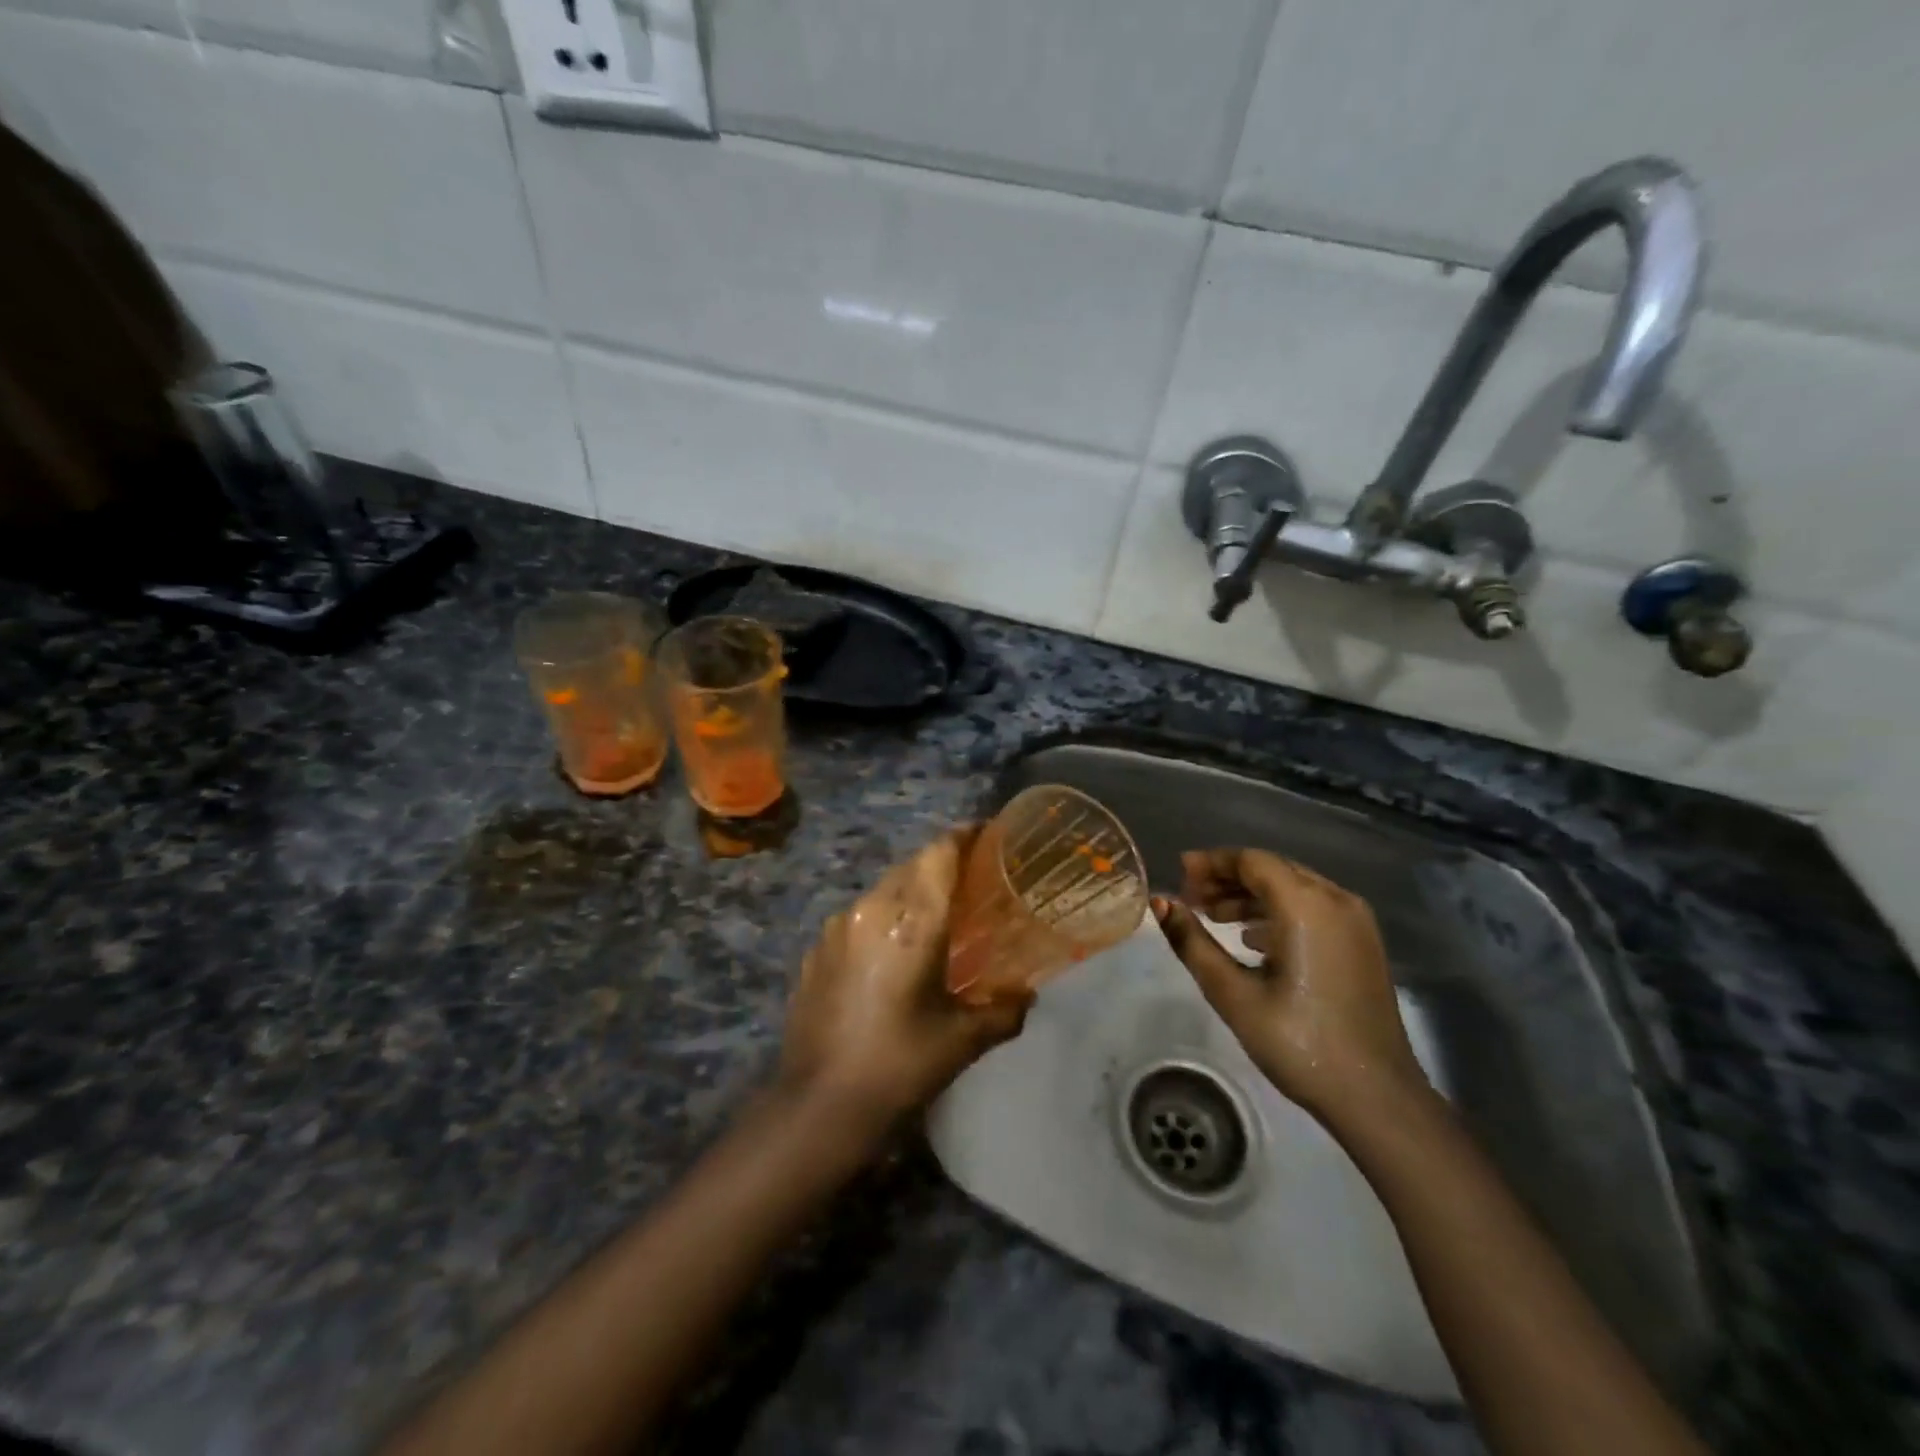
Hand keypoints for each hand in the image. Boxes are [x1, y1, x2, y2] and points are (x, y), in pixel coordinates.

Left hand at [779, 828, 1031, 1128]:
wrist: (818, 1106)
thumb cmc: (899, 1066)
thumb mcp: (961, 1041)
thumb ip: (1002, 1011)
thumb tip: (1027, 997)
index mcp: (912, 921)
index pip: (939, 854)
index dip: (963, 836)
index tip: (985, 834)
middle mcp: (871, 909)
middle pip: (911, 867)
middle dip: (940, 865)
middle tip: (969, 884)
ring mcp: (837, 928)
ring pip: (882, 890)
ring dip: (909, 894)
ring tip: (931, 921)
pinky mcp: (816, 950)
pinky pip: (857, 918)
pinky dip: (880, 921)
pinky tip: (889, 955)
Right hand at [1152, 848, 1427, 1122]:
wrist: (1377, 1098)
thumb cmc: (1299, 1043)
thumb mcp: (1233, 994)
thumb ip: (1192, 942)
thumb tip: (1159, 904)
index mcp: (1306, 906)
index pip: (1252, 861)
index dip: (1212, 863)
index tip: (1178, 874)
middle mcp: (1336, 900)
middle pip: (1273, 869)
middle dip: (1228, 878)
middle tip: (1190, 898)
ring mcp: (1356, 922)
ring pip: (1293, 888)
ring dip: (1251, 896)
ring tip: (1212, 917)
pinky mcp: (1363, 944)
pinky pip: (1313, 909)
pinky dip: (1277, 912)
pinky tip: (1251, 939)